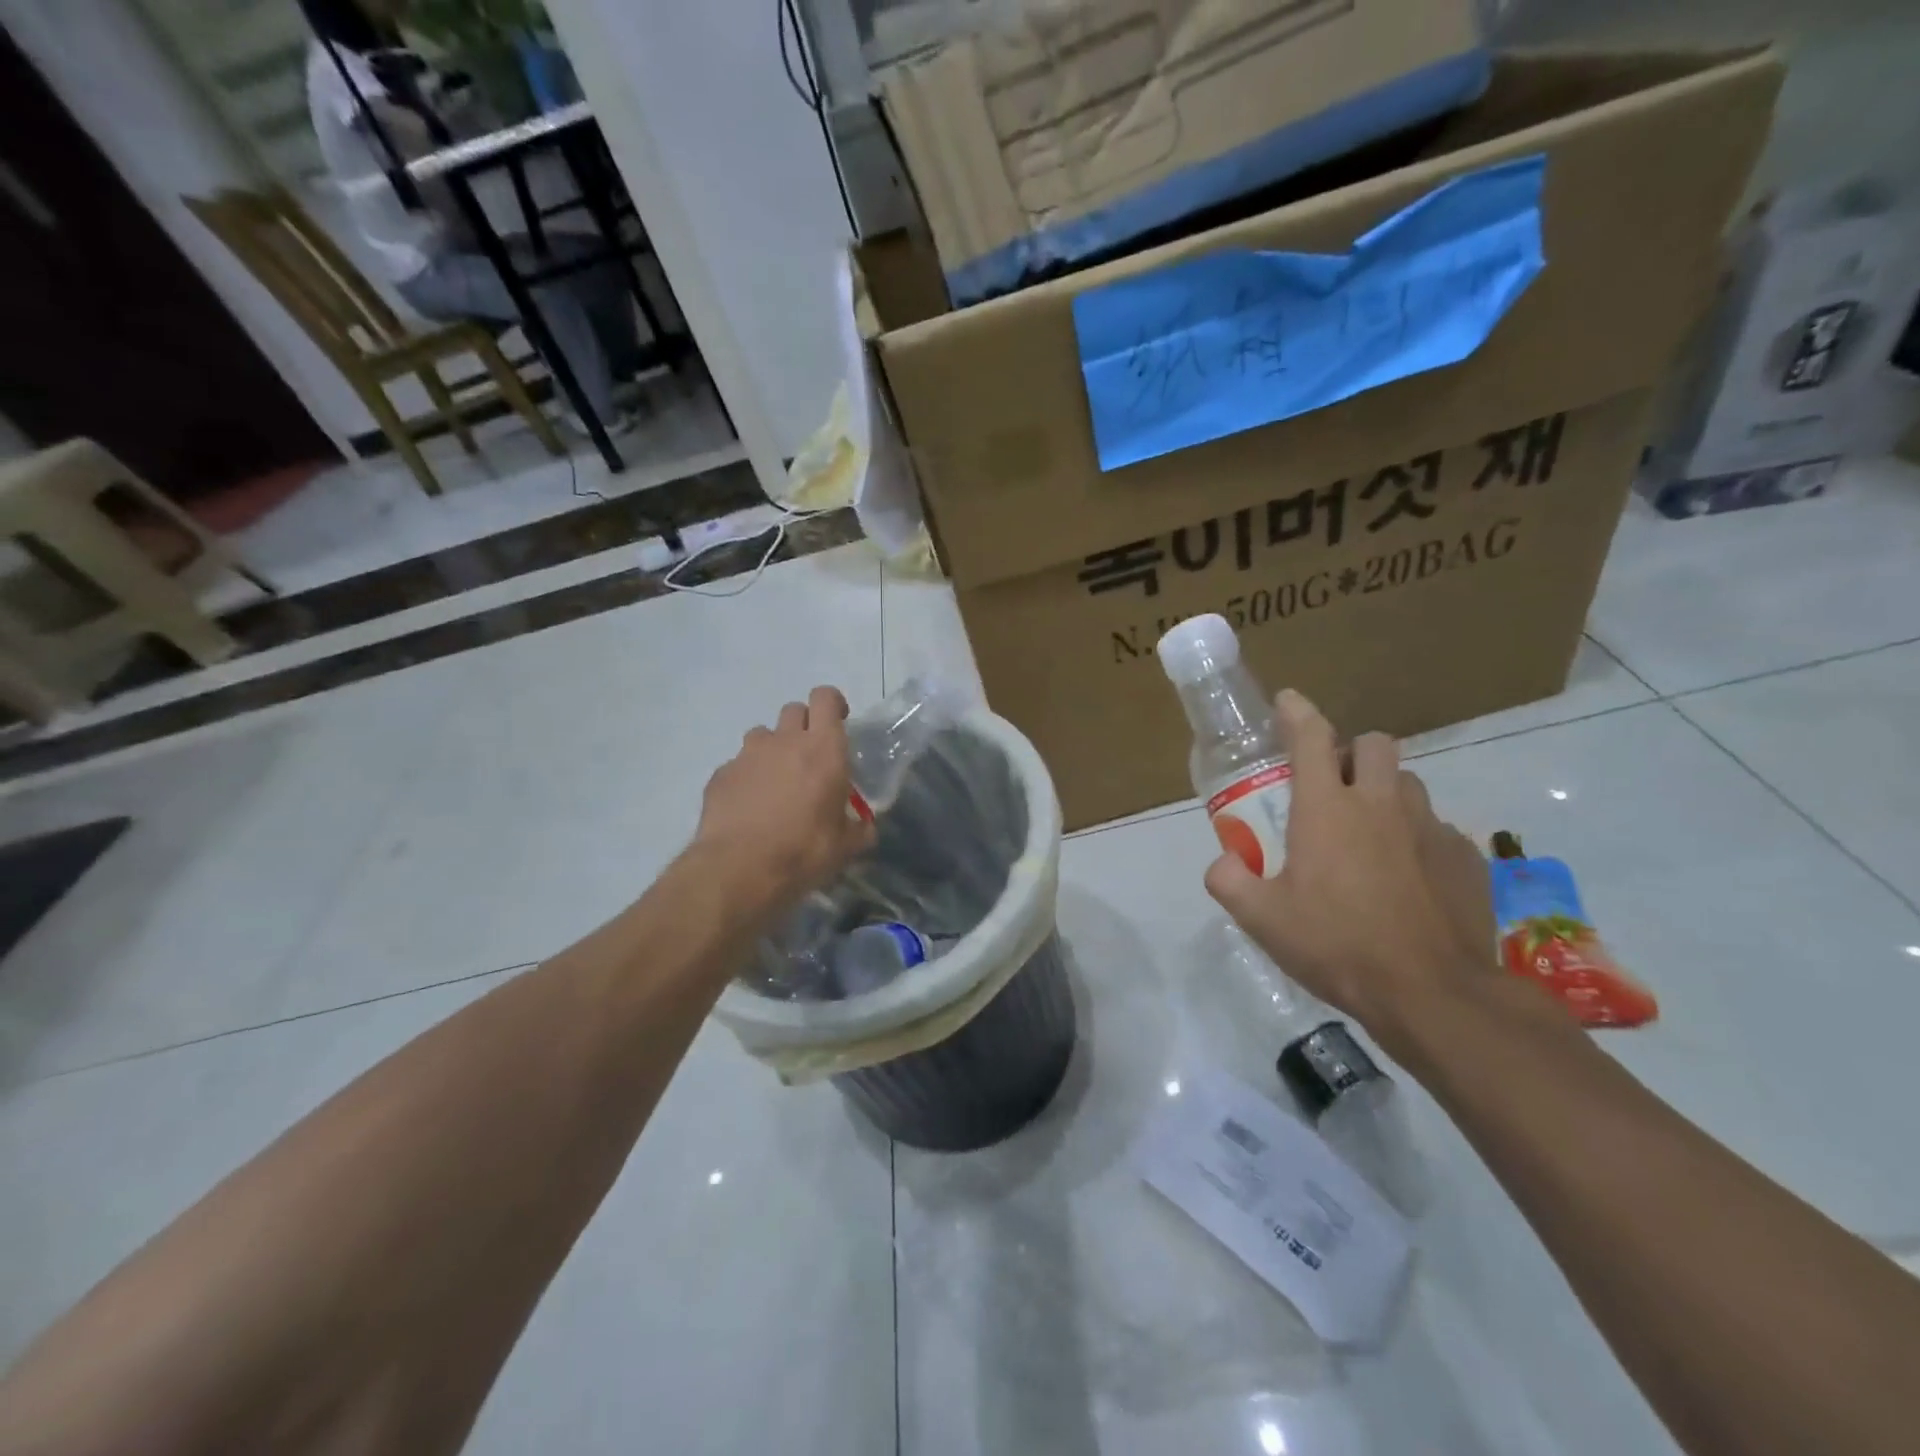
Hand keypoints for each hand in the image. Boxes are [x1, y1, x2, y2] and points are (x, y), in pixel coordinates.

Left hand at [693, 686, 875, 925]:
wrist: (739, 870)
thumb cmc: (804, 851)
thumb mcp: (845, 846)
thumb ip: (859, 829)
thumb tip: (866, 828)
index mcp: (823, 749)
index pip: (826, 698)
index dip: (832, 704)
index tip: (838, 722)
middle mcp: (784, 741)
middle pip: (794, 710)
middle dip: (804, 726)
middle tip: (809, 758)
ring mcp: (747, 755)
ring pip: (763, 734)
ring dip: (773, 749)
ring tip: (776, 783)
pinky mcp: (721, 775)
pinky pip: (738, 765)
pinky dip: (746, 778)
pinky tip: (749, 807)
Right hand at [1204, 690, 1496, 1054]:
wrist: (1433, 994)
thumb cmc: (1337, 946)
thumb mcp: (1261, 919)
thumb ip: (1229, 881)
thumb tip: (1223, 862)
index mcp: (1327, 809)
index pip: (1311, 738)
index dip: (1297, 712)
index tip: (1288, 701)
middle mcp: (1381, 804)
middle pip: (1374, 744)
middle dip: (1351, 753)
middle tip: (1333, 788)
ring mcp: (1430, 829)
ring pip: (1408, 783)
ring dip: (1384, 792)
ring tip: (1369, 834)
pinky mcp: (1465, 858)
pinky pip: (1436, 829)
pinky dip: (1415, 838)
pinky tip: (1406, 879)